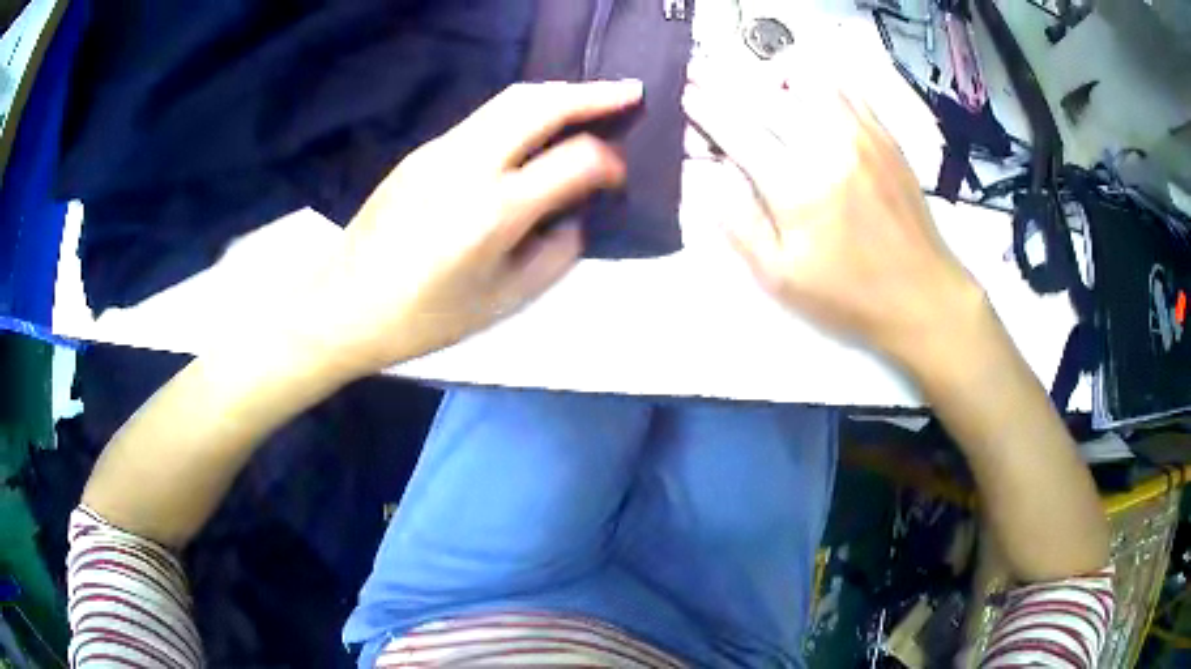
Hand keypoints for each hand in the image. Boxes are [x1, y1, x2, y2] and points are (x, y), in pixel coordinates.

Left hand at [300, 80, 642, 375]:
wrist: (345, 304)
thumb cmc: (425, 317)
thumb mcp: (504, 301)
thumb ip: (556, 254)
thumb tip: (576, 215)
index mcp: (494, 211)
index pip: (575, 160)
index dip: (610, 163)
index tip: (619, 178)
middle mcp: (469, 164)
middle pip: (542, 104)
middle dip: (593, 94)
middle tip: (630, 93)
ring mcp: (441, 149)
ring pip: (511, 98)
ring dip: (558, 93)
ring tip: (591, 98)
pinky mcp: (423, 150)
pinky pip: (484, 117)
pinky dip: (523, 110)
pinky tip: (536, 127)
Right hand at [683, 68, 983, 370]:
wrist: (923, 296)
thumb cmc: (849, 296)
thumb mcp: (782, 278)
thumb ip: (740, 225)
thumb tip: (708, 178)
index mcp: (797, 188)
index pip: (739, 131)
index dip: (708, 110)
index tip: (688, 95)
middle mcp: (828, 148)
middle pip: (767, 98)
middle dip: (727, 81)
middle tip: (704, 72)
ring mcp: (862, 137)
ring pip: (808, 82)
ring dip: (774, 76)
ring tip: (757, 79)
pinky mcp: (886, 138)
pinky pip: (848, 92)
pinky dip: (819, 82)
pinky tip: (807, 89)